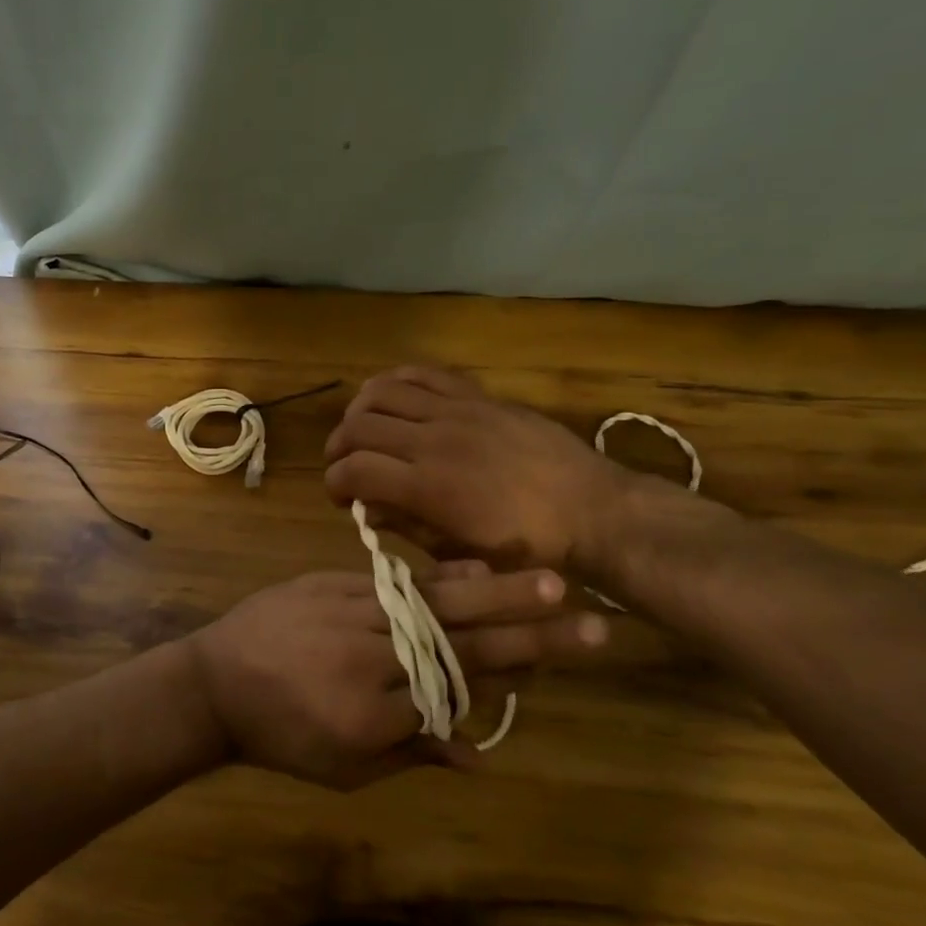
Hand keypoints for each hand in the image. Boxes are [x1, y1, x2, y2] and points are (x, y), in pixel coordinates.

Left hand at [182, 564, 605, 787]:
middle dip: (528, 634)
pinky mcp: (331, 585)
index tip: (558, 658)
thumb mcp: (343, 767)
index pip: (454, 692)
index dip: (507, 675)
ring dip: (496, 593)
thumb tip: (480, 754)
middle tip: (589, 622)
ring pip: (433, 604)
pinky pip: (394, 581)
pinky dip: (438, 576)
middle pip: (458, 645)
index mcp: (369, 716)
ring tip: (550, 580)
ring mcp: (349, 615)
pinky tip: (479, 568)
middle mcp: (367, 660)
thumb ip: (411, 754)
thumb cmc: (279, 737)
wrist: (214, 681)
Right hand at [324, 365, 630, 570]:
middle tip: (344, 465)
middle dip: (338, 447)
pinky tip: (394, 400)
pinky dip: (396, 382)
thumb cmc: (526, 546)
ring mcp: (457, 411)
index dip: (334, 482)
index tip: (339, 496)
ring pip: (381, 391)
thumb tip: (365, 509)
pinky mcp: (477, 396)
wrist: (591, 509)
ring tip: (364, 430)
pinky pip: (423, 373)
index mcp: (428, 488)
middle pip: (358, 426)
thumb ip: (406, 526)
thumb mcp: (460, 551)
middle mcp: (434, 441)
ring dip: (359, 411)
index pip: (353, 469)